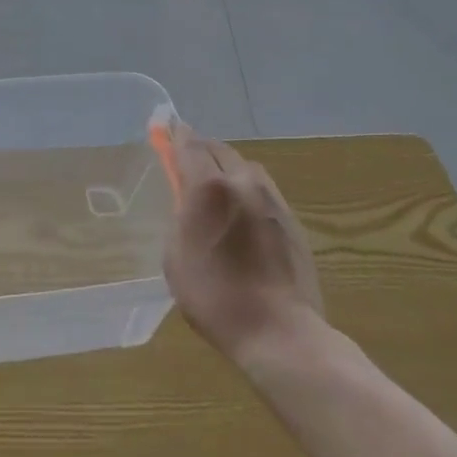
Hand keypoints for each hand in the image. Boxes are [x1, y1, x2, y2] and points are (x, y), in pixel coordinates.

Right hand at [162, 125, 325, 367]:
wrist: (279, 331)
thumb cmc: (214, 298)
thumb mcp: (176, 257)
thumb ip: (180, 216)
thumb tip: (186, 199)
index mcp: (209, 188)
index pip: (189, 144)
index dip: (175, 133)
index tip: (165, 125)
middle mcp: (243, 182)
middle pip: (218, 149)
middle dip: (200, 149)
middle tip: (185, 158)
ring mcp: (272, 199)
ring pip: (244, 167)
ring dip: (226, 167)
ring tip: (215, 186)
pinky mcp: (292, 218)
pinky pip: (262, 188)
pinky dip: (246, 188)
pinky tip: (241, 211)